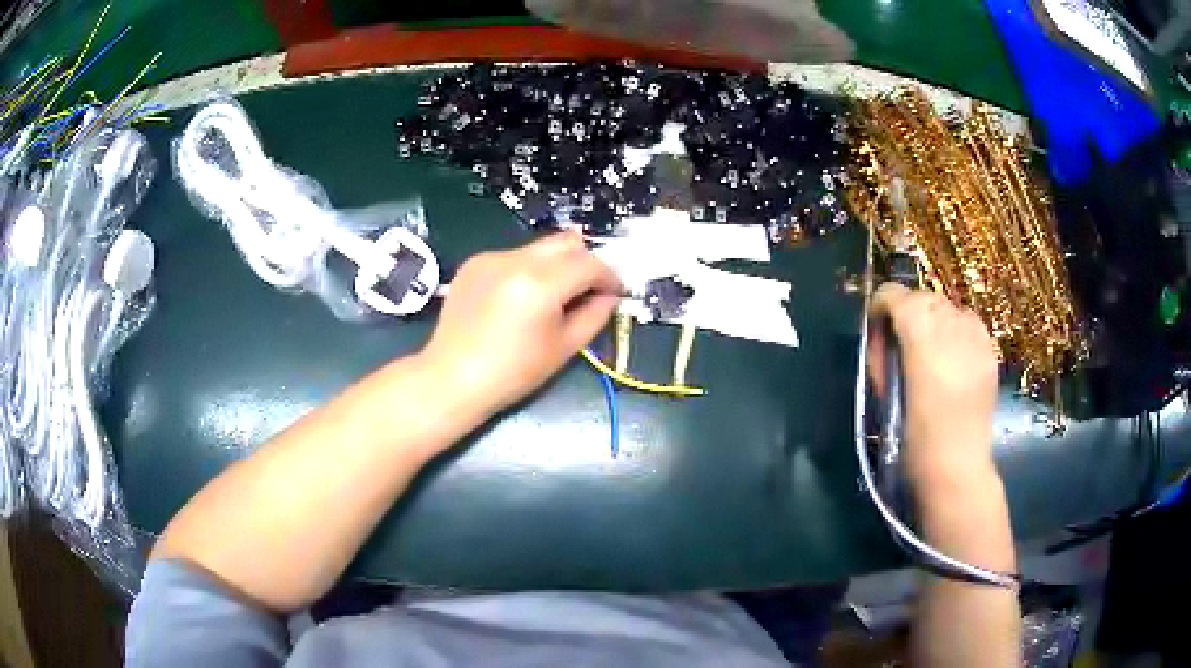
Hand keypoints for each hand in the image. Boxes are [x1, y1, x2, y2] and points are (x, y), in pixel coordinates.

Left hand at [422, 232, 621, 416]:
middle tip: (588, 290)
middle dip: (585, 262)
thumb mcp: (564, 348)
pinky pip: (514, 256)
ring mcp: (491, 257)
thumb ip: (594, 315)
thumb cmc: (512, 372)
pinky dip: (527, 270)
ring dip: (556, 265)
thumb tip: (609, 296)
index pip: (590, 263)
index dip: (609, 276)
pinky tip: (519, 298)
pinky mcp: (474, 262)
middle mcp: (516, 259)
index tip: (615, 292)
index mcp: (541, 283)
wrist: (452, 377)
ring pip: (540, 248)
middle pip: (566, 242)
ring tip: (552, 297)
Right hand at [867, 283, 1000, 494]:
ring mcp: (976, 336)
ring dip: (932, 320)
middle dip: (907, 313)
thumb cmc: (912, 440)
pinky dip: (955, 331)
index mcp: (921, 336)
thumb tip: (882, 337)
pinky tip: (951, 358)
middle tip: (900, 346)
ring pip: (947, 306)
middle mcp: (951, 325)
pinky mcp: (989, 351)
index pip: (895, 295)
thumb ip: (884, 356)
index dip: (880, 307)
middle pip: (923, 297)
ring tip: (928, 351)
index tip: (876, 331)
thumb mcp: (886, 393)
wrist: (957, 468)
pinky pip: (968, 323)